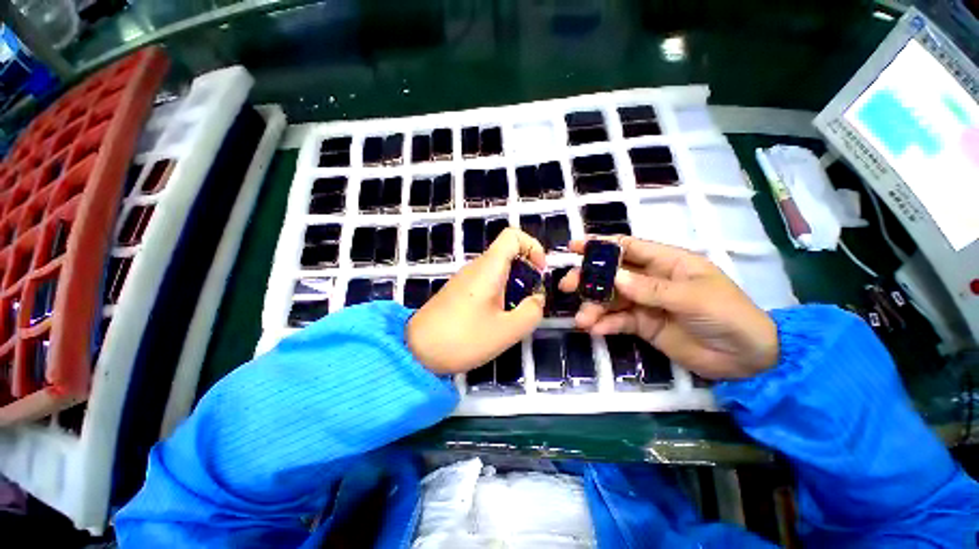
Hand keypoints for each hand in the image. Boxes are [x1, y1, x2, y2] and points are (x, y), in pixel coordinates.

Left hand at [407, 228, 546, 373]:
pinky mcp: (459, 291)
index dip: (532, 247)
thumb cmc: (463, 339)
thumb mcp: (507, 331)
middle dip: (527, 274)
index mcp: (488, 268)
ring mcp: (465, 279)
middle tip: (529, 301)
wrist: (416, 351)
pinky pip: (487, 283)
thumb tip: (537, 299)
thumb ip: (531, 312)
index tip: (539, 272)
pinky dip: (500, 295)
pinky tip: (497, 320)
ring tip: (514, 315)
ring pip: (499, 271)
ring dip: (514, 288)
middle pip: (508, 255)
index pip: (512, 235)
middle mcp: (476, 267)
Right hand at [558, 237, 777, 378]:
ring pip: (611, 299)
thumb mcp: (692, 298)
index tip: (574, 247)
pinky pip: (619, 321)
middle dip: (589, 279)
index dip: (600, 246)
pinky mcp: (643, 325)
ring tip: (583, 319)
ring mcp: (645, 303)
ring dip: (594, 307)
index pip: (627, 247)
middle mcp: (651, 280)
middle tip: (567, 286)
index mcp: (666, 262)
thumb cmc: (728, 315)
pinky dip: (605, 324)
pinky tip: (595, 330)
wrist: (747, 359)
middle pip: (612, 274)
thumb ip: (651, 289)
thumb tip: (614, 279)